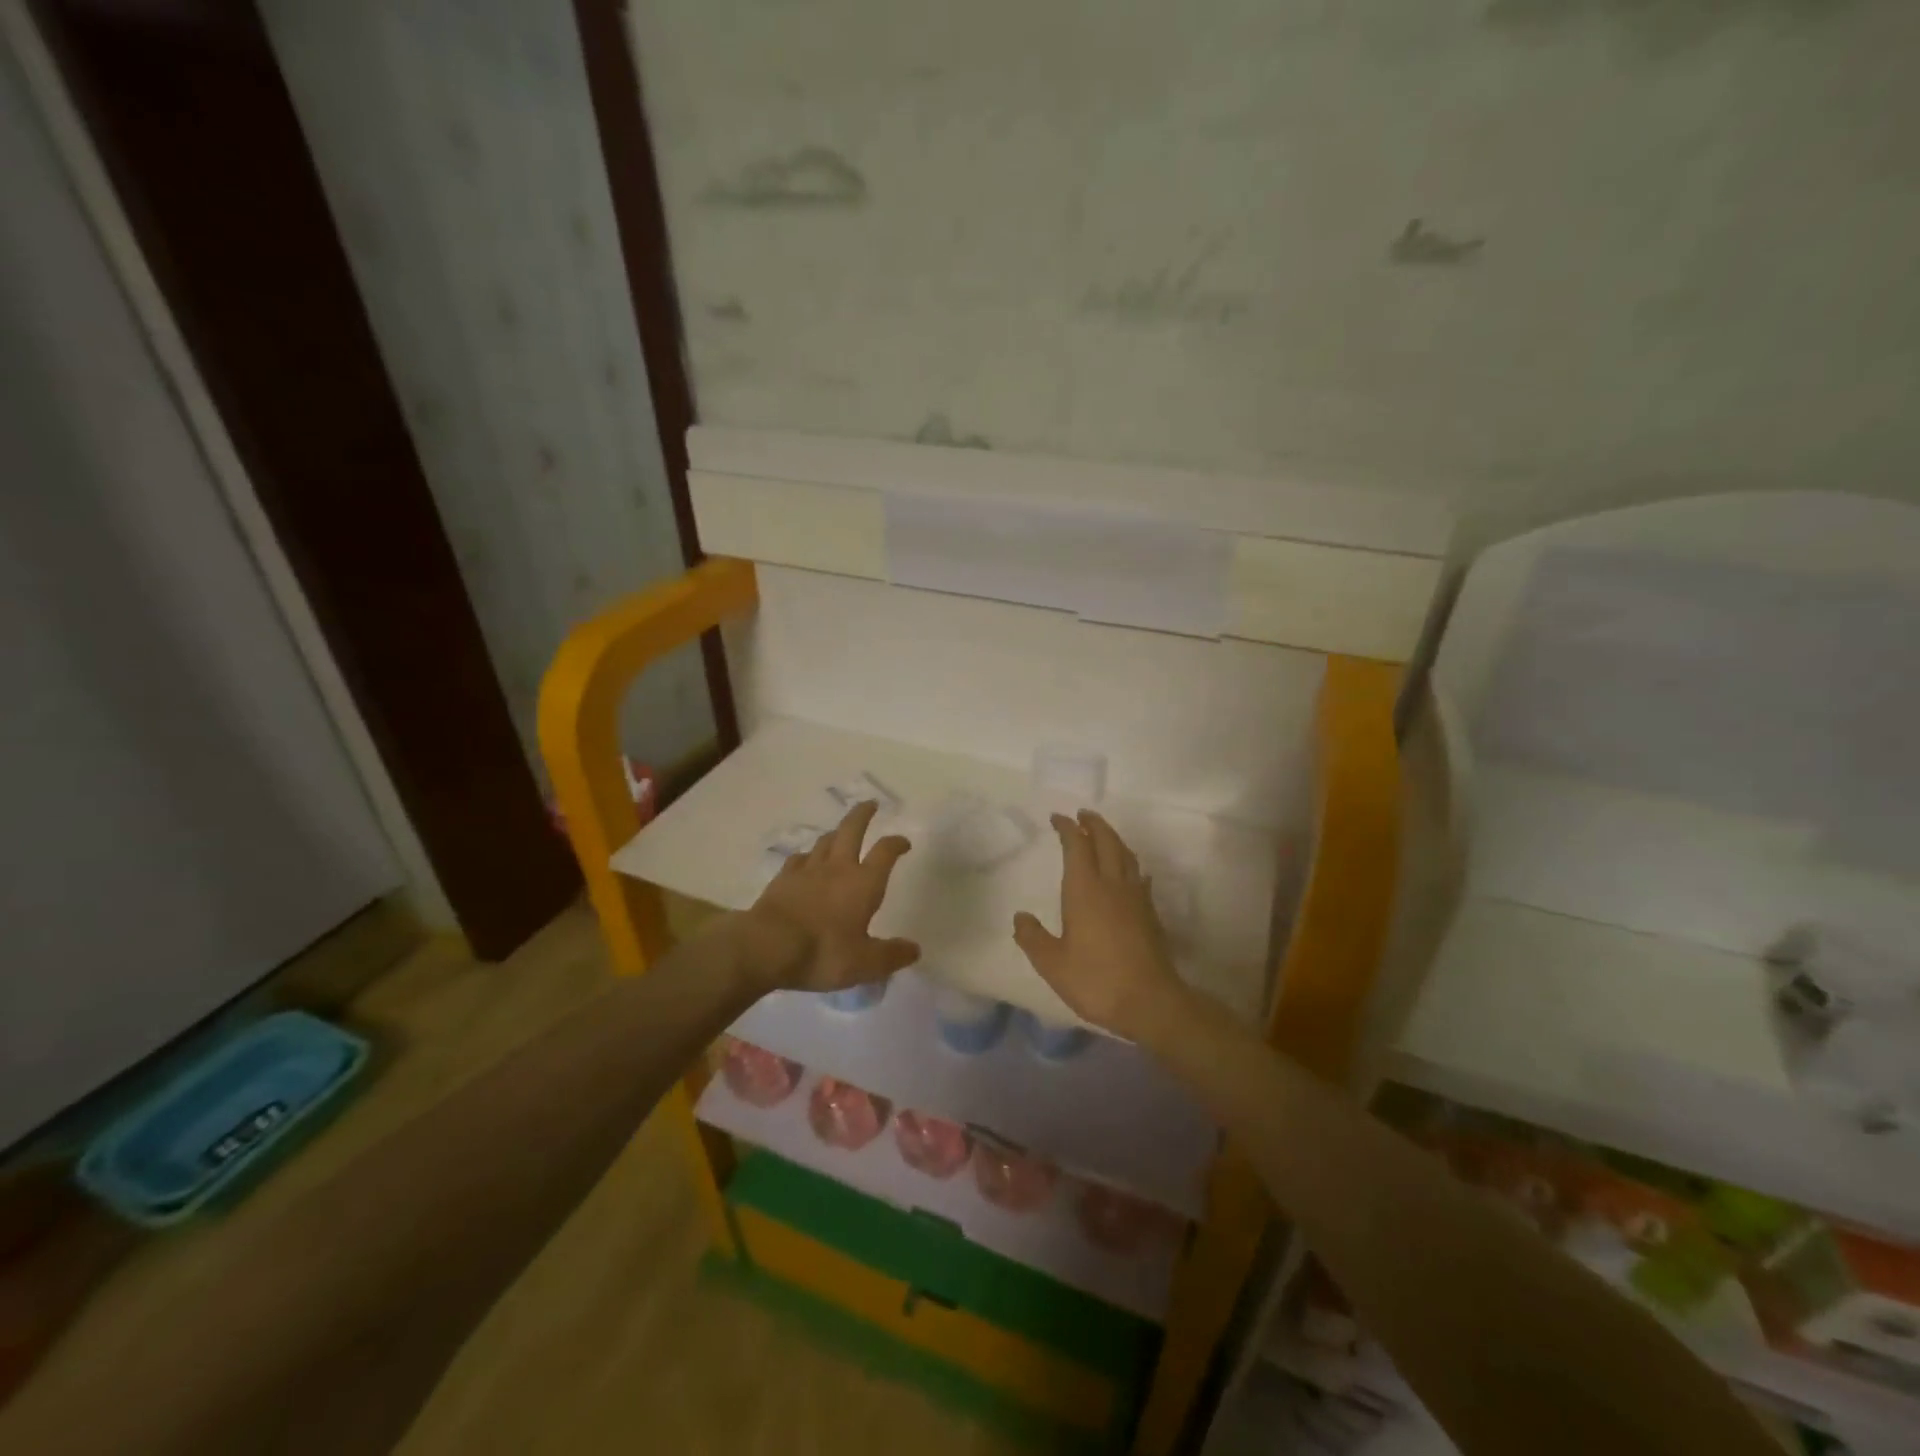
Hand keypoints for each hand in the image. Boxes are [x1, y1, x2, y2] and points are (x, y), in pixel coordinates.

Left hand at [740, 801, 920, 993]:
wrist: (767, 946)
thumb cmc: (823, 952)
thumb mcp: (864, 963)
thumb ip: (891, 956)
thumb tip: (914, 950)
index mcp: (863, 883)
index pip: (885, 852)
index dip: (896, 843)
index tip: (903, 842)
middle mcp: (838, 868)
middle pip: (852, 830)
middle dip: (863, 815)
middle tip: (870, 804)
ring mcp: (807, 870)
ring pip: (825, 841)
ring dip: (836, 833)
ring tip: (841, 833)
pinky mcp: (783, 879)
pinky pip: (798, 859)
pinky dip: (807, 856)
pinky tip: (805, 861)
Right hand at [1012, 810, 1185, 1039]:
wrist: (1151, 1001)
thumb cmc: (1096, 980)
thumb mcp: (1052, 964)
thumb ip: (1033, 938)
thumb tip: (1020, 917)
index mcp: (1085, 890)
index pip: (1077, 846)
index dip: (1068, 828)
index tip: (1058, 818)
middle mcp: (1112, 885)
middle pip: (1106, 841)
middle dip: (1094, 824)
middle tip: (1083, 815)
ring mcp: (1136, 897)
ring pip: (1126, 855)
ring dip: (1113, 838)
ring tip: (1103, 835)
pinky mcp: (1150, 913)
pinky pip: (1139, 876)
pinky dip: (1130, 864)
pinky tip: (1130, 872)